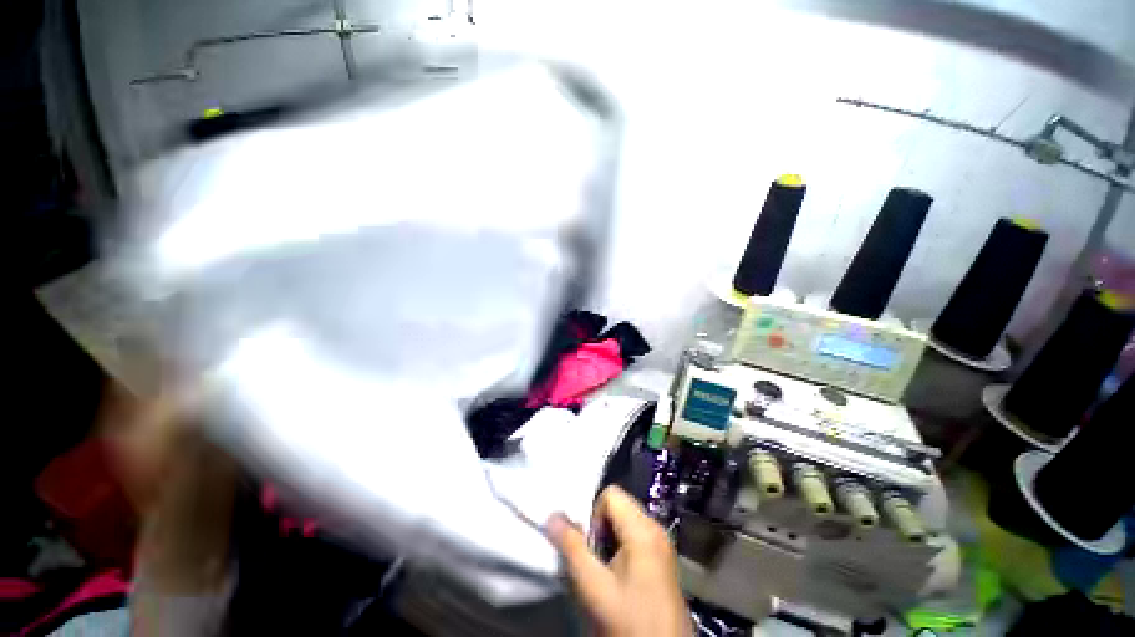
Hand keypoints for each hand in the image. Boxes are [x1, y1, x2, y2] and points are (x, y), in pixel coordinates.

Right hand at [546, 486, 691, 636]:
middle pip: (619, 505)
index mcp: (642, 528)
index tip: (591, 547)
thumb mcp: (594, 586)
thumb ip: (572, 547)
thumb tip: (552, 516)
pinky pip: (636, 535)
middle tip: (596, 560)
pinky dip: (622, 547)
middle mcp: (655, 527)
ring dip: (610, 539)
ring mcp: (661, 543)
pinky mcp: (663, 557)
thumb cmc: (629, 620)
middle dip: (601, 527)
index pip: (611, 494)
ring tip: (606, 570)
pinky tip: (619, 577)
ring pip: (626, 521)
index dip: (594, 515)